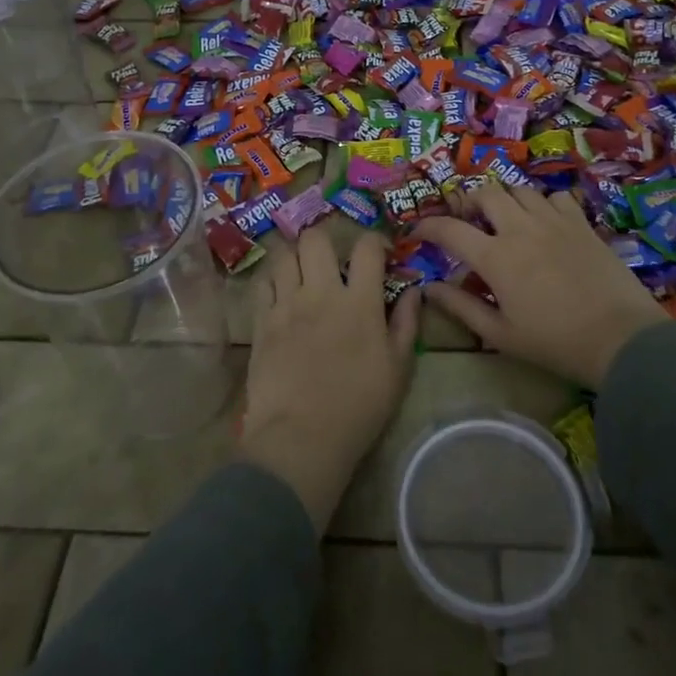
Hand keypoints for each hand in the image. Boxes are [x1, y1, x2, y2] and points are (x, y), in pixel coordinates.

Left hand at [238, 228, 422, 529]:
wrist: (301, 437)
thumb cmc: (359, 406)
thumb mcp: (398, 368)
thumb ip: (406, 323)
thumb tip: (414, 291)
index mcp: (360, 301)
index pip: (366, 247)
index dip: (374, 241)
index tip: (378, 254)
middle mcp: (321, 292)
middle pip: (315, 238)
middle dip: (326, 239)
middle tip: (332, 259)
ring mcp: (286, 304)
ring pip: (283, 254)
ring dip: (295, 255)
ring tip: (303, 271)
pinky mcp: (261, 321)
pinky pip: (262, 282)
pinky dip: (272, 279)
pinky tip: (280, 292)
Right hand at [415, 183, 664, 387]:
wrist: (622, 339)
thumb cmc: (555, 343)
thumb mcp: (500, 334)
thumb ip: (461, 306)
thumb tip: (428, 288)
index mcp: (496, 257)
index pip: (449, 229)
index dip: (427, 226)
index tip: (418, 232)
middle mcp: (521, 228)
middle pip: (486, 194)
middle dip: (468, 202)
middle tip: (466, 220)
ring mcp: (554, 221)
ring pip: (520, 190)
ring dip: (504, 200)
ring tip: (503, 219)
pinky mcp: (582, 223)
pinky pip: (556, 197)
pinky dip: (542, 203)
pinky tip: (544, 222)